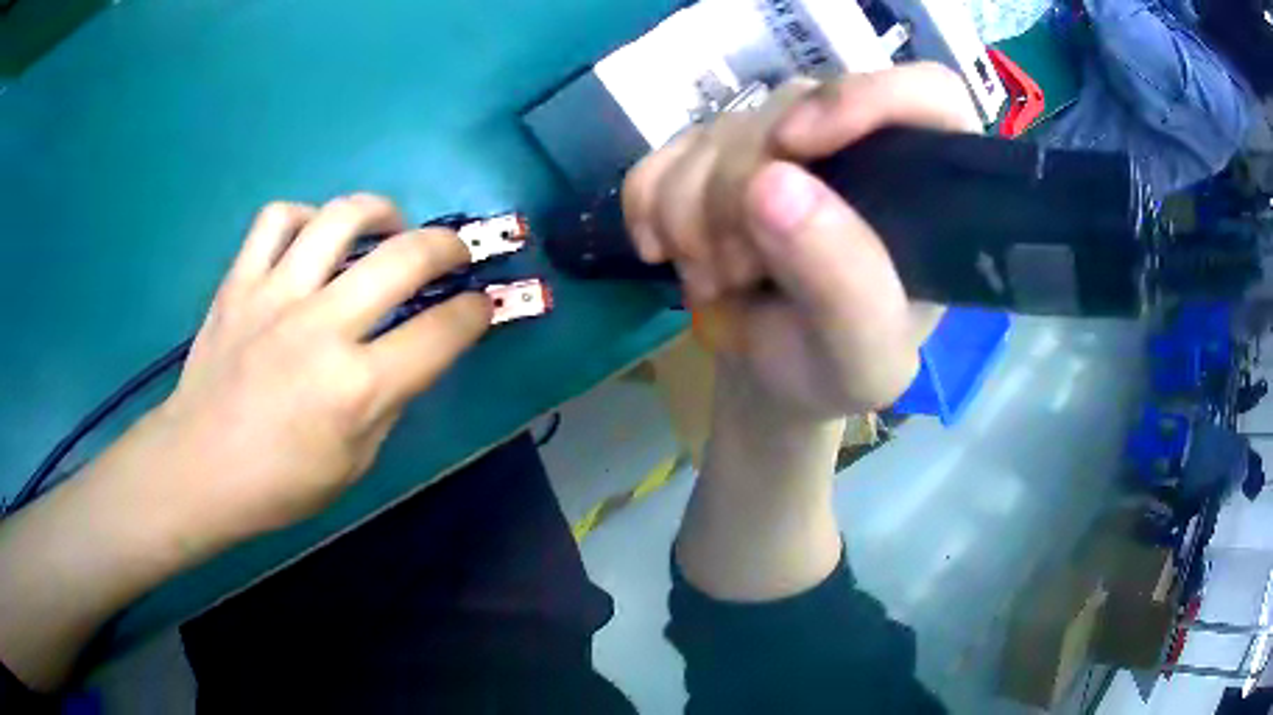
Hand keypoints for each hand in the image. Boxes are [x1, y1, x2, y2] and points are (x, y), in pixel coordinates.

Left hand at [147, 194, 490, 545]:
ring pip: (341, 218)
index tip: (482, 305)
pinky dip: (303, 217)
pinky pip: (276, 219)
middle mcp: (322, 328)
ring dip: (381, 211)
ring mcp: (275, 296)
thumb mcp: (354, 464)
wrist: (198, 468)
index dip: (476, 313)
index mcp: (358, 388)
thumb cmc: (279, 484)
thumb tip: (408, 358)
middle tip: (454, 252)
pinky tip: (312, 236)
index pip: (442, 333)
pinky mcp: (239, 282)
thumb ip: (388, 404)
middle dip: (449, 246)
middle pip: (406, 257)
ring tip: (389, 224)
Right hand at [623, 64, 980, 416]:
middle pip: (794, 107)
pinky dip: (648, 202)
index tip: (795, 146)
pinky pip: (667, 149)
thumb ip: (843, 282)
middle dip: (740, 191)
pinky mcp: (721, 152)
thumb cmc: (837, 370)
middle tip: (734, 271)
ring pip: (721, 128)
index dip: (864, 99)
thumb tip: (771, 182)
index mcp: (925, 186)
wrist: (776, 375)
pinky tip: (663, 250)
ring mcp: (785, 140)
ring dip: (691, 212)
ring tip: (715, 277)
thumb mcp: (862, 357)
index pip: (929, 93)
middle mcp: (860, 144)